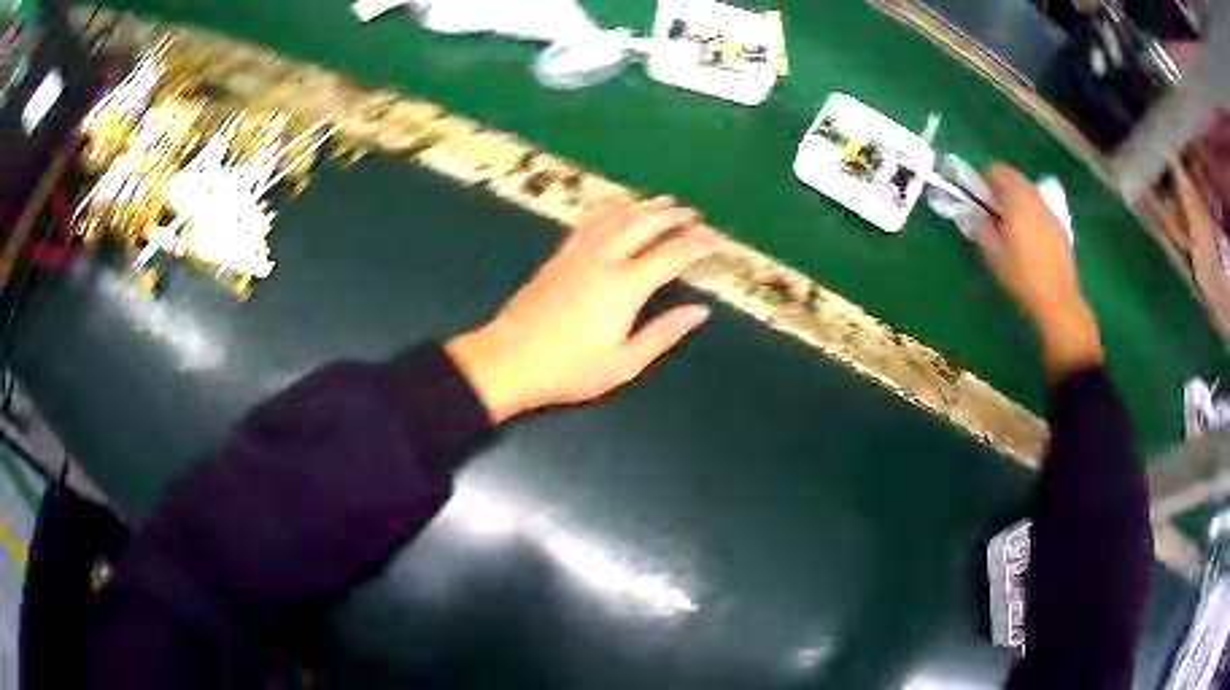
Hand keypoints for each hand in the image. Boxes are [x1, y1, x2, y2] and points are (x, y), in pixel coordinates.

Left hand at [447, 197, 718, 422]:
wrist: (508, 359)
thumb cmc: (569, 369)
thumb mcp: (624, 363)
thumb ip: (664, 333)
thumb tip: (700, 311)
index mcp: (625, 286)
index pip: (671, 255)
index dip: (697, 245)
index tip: (716, 239)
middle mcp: (604, 259)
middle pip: (644, 225)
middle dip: (672, 216)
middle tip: (693, 214)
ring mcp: (578, 253)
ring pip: (617, 217)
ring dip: (643, 206)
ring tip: (664, 201)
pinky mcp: (559, 255)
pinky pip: (590, 221)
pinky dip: (610, 209)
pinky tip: (616, 207)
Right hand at [975, 164, 1102, 378]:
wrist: (1057, 300)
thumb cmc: (1022, 277)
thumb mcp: (993, 254)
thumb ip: (979, 227)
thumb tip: (970, 212)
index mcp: (1015, 199)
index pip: (997, 171)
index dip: (985, 183)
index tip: (981, 202)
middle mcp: (1034, 198)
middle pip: (1014, 177)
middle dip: (1002, 189)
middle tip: (994, 214)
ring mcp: (1049, 211)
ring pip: (1028, 191)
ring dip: (1017, 200)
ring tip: (1012, 227)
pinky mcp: (1059, 226)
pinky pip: (1040, 207)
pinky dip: (1031, 212)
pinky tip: (1030, 239)